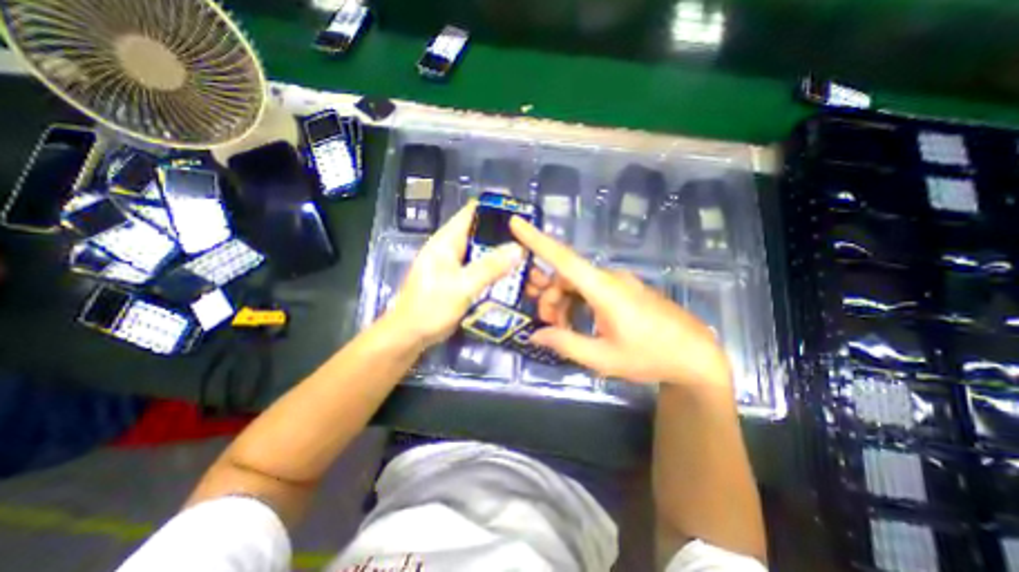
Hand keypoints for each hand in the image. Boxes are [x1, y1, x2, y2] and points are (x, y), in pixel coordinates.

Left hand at [384, 204, 519, 350]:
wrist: (410, 335)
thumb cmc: (431, 307)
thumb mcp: (462, 286)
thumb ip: (490, 267)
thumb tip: (519, 248)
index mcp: (447, 240)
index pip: (472, 212)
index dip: (496, 209)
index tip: (521, 213)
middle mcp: (451, 248)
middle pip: (481, 232)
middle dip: (504, 235)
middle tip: (530, 240)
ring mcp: (455, 264)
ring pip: (482, 251)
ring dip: (501, 253)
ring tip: (527, 255)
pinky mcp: (459, 279)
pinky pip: (480, 268)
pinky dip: (495, 269)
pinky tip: (511, 274)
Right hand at [509, 216, 732, 385]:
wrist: (696, 355)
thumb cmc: (650, 356)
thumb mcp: (602, 357)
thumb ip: (565, 343)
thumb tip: (535, 336)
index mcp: (603, 289)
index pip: (563, 258)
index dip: (537, 240)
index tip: (515, 223)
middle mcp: (609, 278)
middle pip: (565, 276)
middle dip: (549, 297)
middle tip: (547, 325)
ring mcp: (618, 282)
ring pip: (577, 284)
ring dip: (563, 303)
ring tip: (563, 329)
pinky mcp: (624, 290)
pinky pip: (591, 289)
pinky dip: (577, 304)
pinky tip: (578, 324)